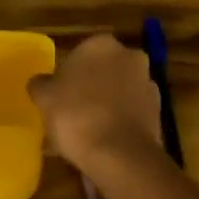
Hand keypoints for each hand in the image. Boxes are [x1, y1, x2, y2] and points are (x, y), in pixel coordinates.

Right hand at [29, 34, 162, 171]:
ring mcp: (147, 82)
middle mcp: (129, 55)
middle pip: (103, 70)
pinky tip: (105, 143)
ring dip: (107, 105)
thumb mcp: (44, 98)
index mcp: (100, 44)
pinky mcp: (158, 110)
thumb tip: (41, 81)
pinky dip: (121, 122)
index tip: (59, 96)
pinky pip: (131, 113)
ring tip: (88, 133)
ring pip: (120, 91)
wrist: (119, 153)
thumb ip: (41, 84)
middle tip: (72, 112)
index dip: (68, 76)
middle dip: (91, 87)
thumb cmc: (76, 115)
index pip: (80, 53)